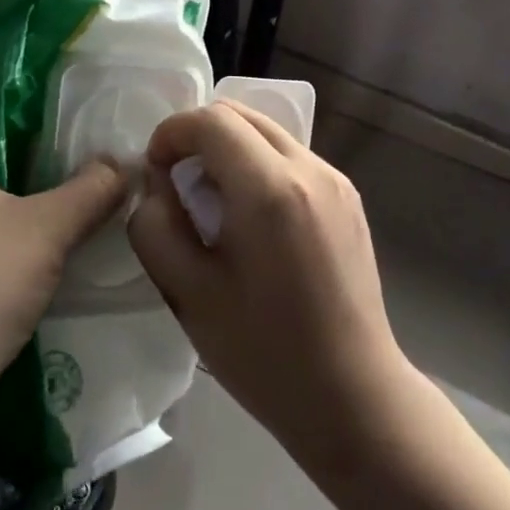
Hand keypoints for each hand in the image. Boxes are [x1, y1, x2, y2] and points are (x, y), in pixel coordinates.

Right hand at [127, 101, 416, 469]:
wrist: (353, 396)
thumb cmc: (264, 353)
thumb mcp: (188, 294)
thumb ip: (156, 226)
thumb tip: (158, 184)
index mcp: (270, 189)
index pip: (212, 121)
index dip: (172, 133)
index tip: (156, 170)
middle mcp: (310, 169)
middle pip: (243, 114)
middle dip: (199, 135)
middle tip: (179, 183)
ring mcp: (337, 180)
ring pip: (269, 132)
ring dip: (231, 149)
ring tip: (215, 204)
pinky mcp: (349, 198)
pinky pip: (292, 158)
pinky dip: (260, 166)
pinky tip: (254, 221)